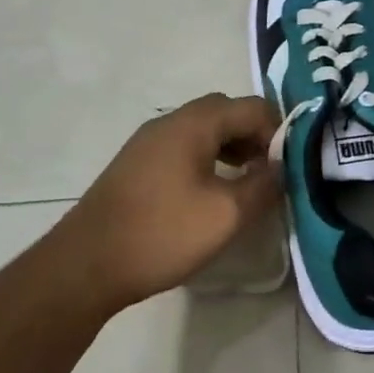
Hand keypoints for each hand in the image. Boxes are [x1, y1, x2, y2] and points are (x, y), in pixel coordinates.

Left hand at [57, 93, 280, 311]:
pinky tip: (209, 192)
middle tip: (270, 171)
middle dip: (255, 136)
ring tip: (246, 183)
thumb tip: (282, 167)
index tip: (289, 167)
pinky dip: (207, 158)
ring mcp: (149, 140)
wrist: (85, 265)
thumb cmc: (162, 234)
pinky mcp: (136, 163)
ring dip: (232, 147)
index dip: (279, 132)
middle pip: (227, 112)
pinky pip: (183, 146)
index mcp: (195, 122)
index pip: (253, 107)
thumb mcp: (226, 215)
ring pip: (204, 129)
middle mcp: (171, 120)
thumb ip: (264, 186)